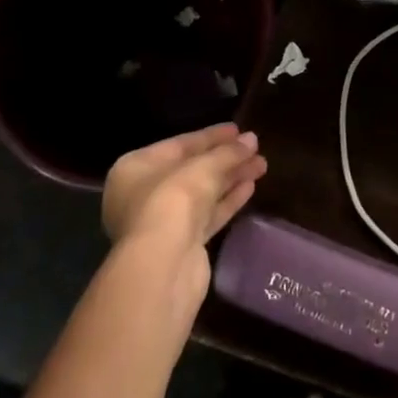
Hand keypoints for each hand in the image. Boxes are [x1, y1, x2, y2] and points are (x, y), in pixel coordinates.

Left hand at [102, 123, 267, 295]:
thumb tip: (251, 140)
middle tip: (255, 147)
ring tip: (261, 165)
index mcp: (135, 169)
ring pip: (202, 193)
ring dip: (231, 178)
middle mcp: (143, 194)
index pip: (179, 145)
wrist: (162, 267)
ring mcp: (162, 222)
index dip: (211, 136)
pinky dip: (227, 200)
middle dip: (225, 158)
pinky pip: (207, 215)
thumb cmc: (172, 201)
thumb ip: (228, 152)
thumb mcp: (203, 167)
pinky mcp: (181, 245)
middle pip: (192, 170)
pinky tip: (250, 187)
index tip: (238, 129)